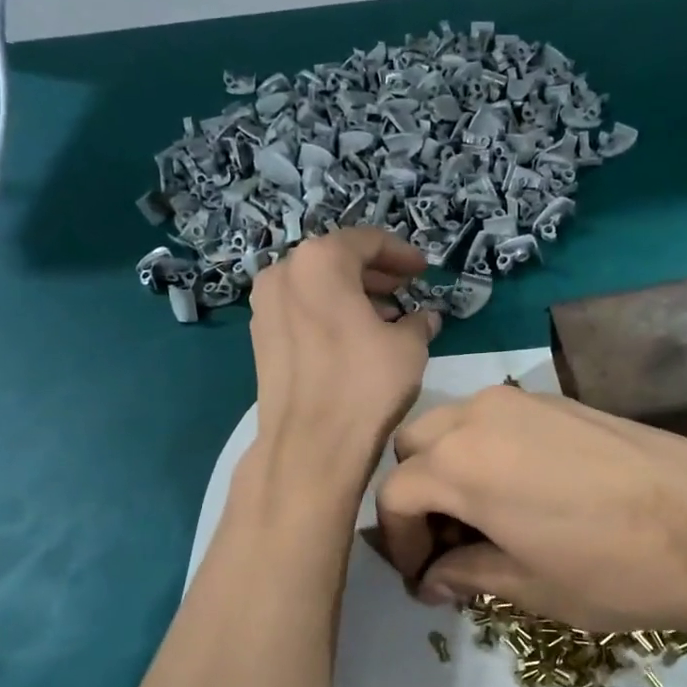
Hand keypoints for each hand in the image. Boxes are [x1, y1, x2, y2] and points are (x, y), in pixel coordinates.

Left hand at [246, 228, 440, 481]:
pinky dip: (329, 314)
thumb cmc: (365, 384)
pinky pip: (301, 311)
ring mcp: (265, 307)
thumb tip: (425, 317)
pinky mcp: (261, 339)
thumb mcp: (409, 346)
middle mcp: (284, 273)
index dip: (401, 253)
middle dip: (374, 274)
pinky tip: (355, 339)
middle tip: (405, 290)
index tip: (423, 271)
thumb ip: (419, 321)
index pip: (367, 241)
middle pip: (337, 260)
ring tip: (386, 318)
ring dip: (352, 295)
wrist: (310, 445)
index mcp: (319, 261)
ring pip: (316, 287)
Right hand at [375, 386, 686, 639]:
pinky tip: (527, 492)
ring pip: (456, 424)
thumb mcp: (528, 585)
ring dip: (451, 467)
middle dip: (419, 494)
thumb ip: (467, 574)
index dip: (398, 542)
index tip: (422, 578)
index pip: (394, 495)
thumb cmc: (611, 568)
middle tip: (449, 543)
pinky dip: (489, 450)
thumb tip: (432, 579)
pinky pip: (499, 419)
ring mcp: (525, 401)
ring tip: (486, 517)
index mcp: (461, 463)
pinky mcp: (562, 401)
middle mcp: (482, 416)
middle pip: (416, 446)